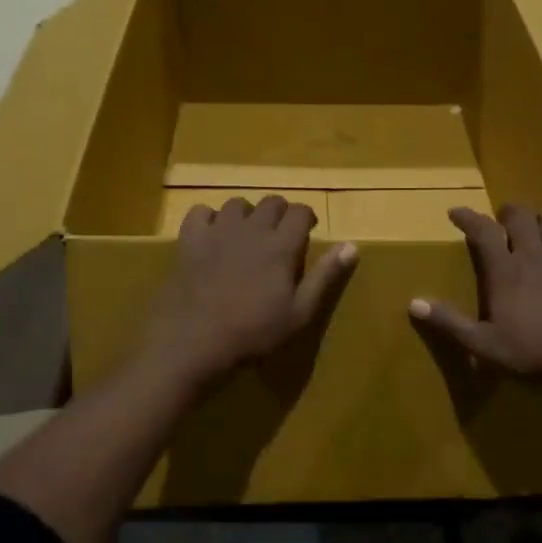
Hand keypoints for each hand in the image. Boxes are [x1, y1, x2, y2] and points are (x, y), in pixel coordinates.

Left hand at [141, 196, 357, 391]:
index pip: (301, 212)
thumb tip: (352, 245)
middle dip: (280, 213)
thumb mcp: (300, 312)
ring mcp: (217, 231)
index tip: (307, 231)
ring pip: (237, 204)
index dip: (307, 217)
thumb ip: (325, 276)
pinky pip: (200, 212)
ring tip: (247, 235)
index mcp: (281, 245)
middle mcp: (251, 229)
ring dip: (247, 214)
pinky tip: (212, 237)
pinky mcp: (189, 240)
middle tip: (280, 236)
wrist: (194, 341)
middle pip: (271, 202)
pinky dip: (209, 219)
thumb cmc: (254, 332)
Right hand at [411, 201, 541, 384]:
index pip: (482, 233)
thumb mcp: (484, 343)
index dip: (467, 218)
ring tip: (535, 218)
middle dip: (507, 212)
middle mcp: (533, 254)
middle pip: (519, 218)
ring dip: (541, 214)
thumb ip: (450, 322)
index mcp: (504, 271)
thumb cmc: (533, 350)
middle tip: (502, 217)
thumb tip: (414, 302)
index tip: (456, 211)